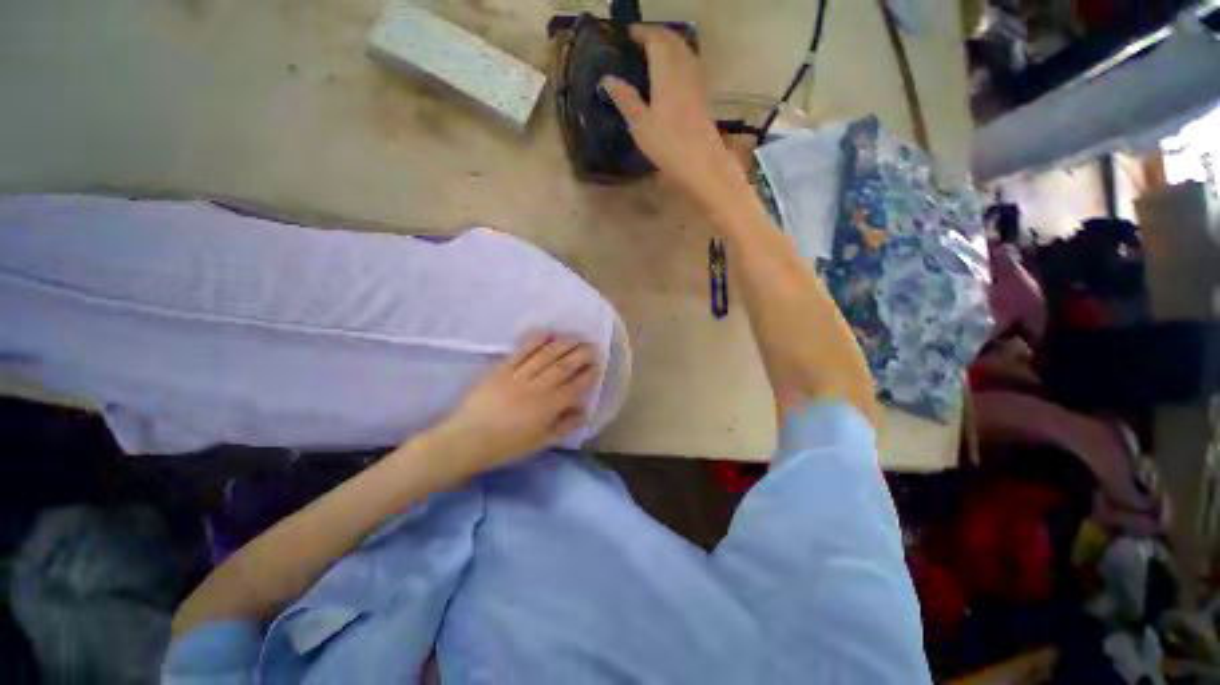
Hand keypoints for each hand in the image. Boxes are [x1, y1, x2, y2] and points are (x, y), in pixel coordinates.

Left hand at [427, 333, 599, 476]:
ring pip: (546, 356)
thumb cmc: (505, 446)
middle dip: (581, 354)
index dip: (589, 375)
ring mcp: (518, 376)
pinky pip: (521, 352)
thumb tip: (583, 411)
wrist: (465, 440)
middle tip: (593, 346)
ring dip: (564, 344)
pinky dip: (535, 341)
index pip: (575, 387)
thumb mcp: (539, 443)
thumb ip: (563, 426)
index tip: (598, 365)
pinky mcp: (501, 369)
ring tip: (576, 337)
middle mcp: (537, 388)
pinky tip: (547, 333)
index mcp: (548, 408)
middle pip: (564, 366)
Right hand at [601, 26, 747, 208]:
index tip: (629, 34)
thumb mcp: (640, 126)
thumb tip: (607, 79)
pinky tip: (673, 70)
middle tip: (640, 39)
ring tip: (654, 51)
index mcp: (666, 72)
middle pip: (672, 40)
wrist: (701, 162)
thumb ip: (625, 99)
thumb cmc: (668, 145)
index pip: (655, 40)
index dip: (642, 33)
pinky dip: (680, 56)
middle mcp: (684, 68)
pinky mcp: (702, 93)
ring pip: (684, 49)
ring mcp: (696, 80)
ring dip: (670, 43)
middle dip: (656, 34)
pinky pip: (691, 62)